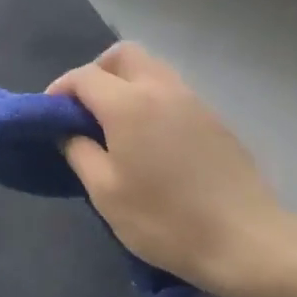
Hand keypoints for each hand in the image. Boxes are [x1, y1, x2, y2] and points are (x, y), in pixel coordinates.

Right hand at [48, 42, 285, 293]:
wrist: (246, 241)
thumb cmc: (164, 219)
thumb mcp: (105, 192)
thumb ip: (79, 152)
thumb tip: (69, 132)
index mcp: (128, 104)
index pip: (84, 76)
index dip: (60, 89)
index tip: (50, 115)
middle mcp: (161, 89)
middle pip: (123, 55)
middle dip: (97, 72)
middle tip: (85, 109)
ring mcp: (193, 101)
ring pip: (152, 69)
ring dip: (126, 83)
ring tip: (116, 124)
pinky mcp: (214, 119)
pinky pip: (173, 91)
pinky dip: (152, 99)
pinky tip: (150, 139)